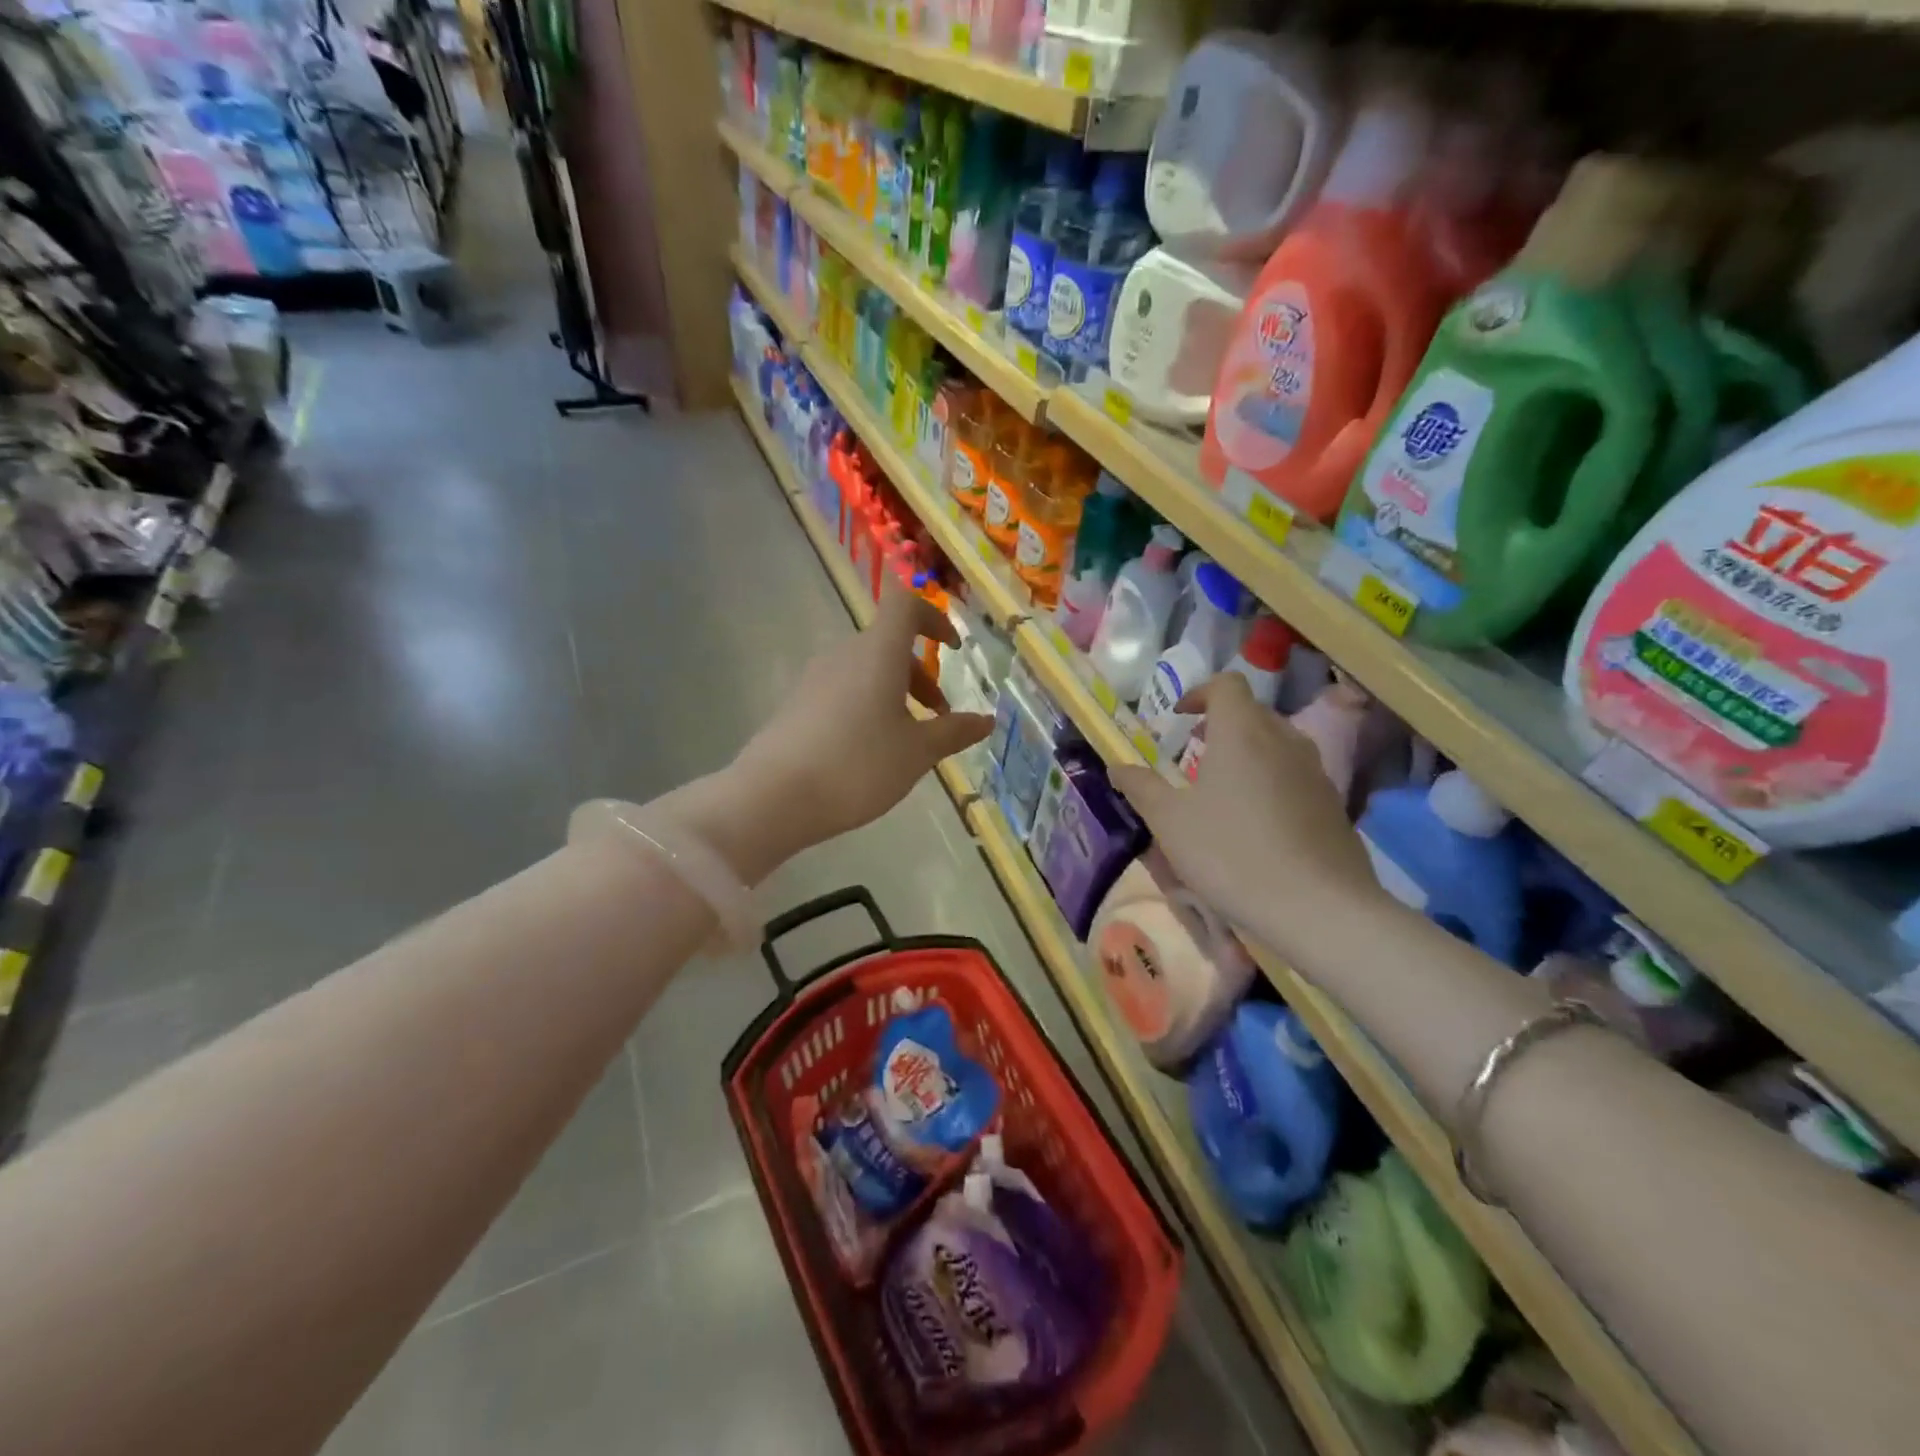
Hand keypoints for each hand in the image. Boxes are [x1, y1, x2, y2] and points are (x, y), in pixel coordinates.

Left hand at [730, 580, 992, 860]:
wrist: (774, 796)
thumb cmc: (858, 765)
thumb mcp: (917, 752)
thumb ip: (954, 732)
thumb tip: (987, 720)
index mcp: (878, 652)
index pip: (906, 605)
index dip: (934, 618)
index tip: (952, 649)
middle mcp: (844, 654)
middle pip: (889, 644)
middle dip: (920, 674)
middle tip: (939, 716)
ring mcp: (815, 677)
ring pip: (866, 670)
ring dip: (895, 693)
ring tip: (907, 739)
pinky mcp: (797, 703)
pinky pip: (843, 689)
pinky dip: (867, 705)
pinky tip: (869, 750)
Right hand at [1110, 673, 1383, 955]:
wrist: (1318, 908)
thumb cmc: (1231, 854)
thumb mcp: (1170, 822)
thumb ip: (1141, 788)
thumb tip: (1117, 767)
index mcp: (1242, 733)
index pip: (1226, 685)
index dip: (1199, 692)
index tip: (1178, 717)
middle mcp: (1284, 740)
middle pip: (1252, 711)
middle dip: (1221, 723)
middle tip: (1194, 751)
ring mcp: (1315, 772)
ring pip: (1277, 743)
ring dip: (1247, 752)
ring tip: (1223, 787)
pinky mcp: (1333, 804)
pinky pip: (1295, 775)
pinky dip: (1270, 780)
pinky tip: (1256, 823)